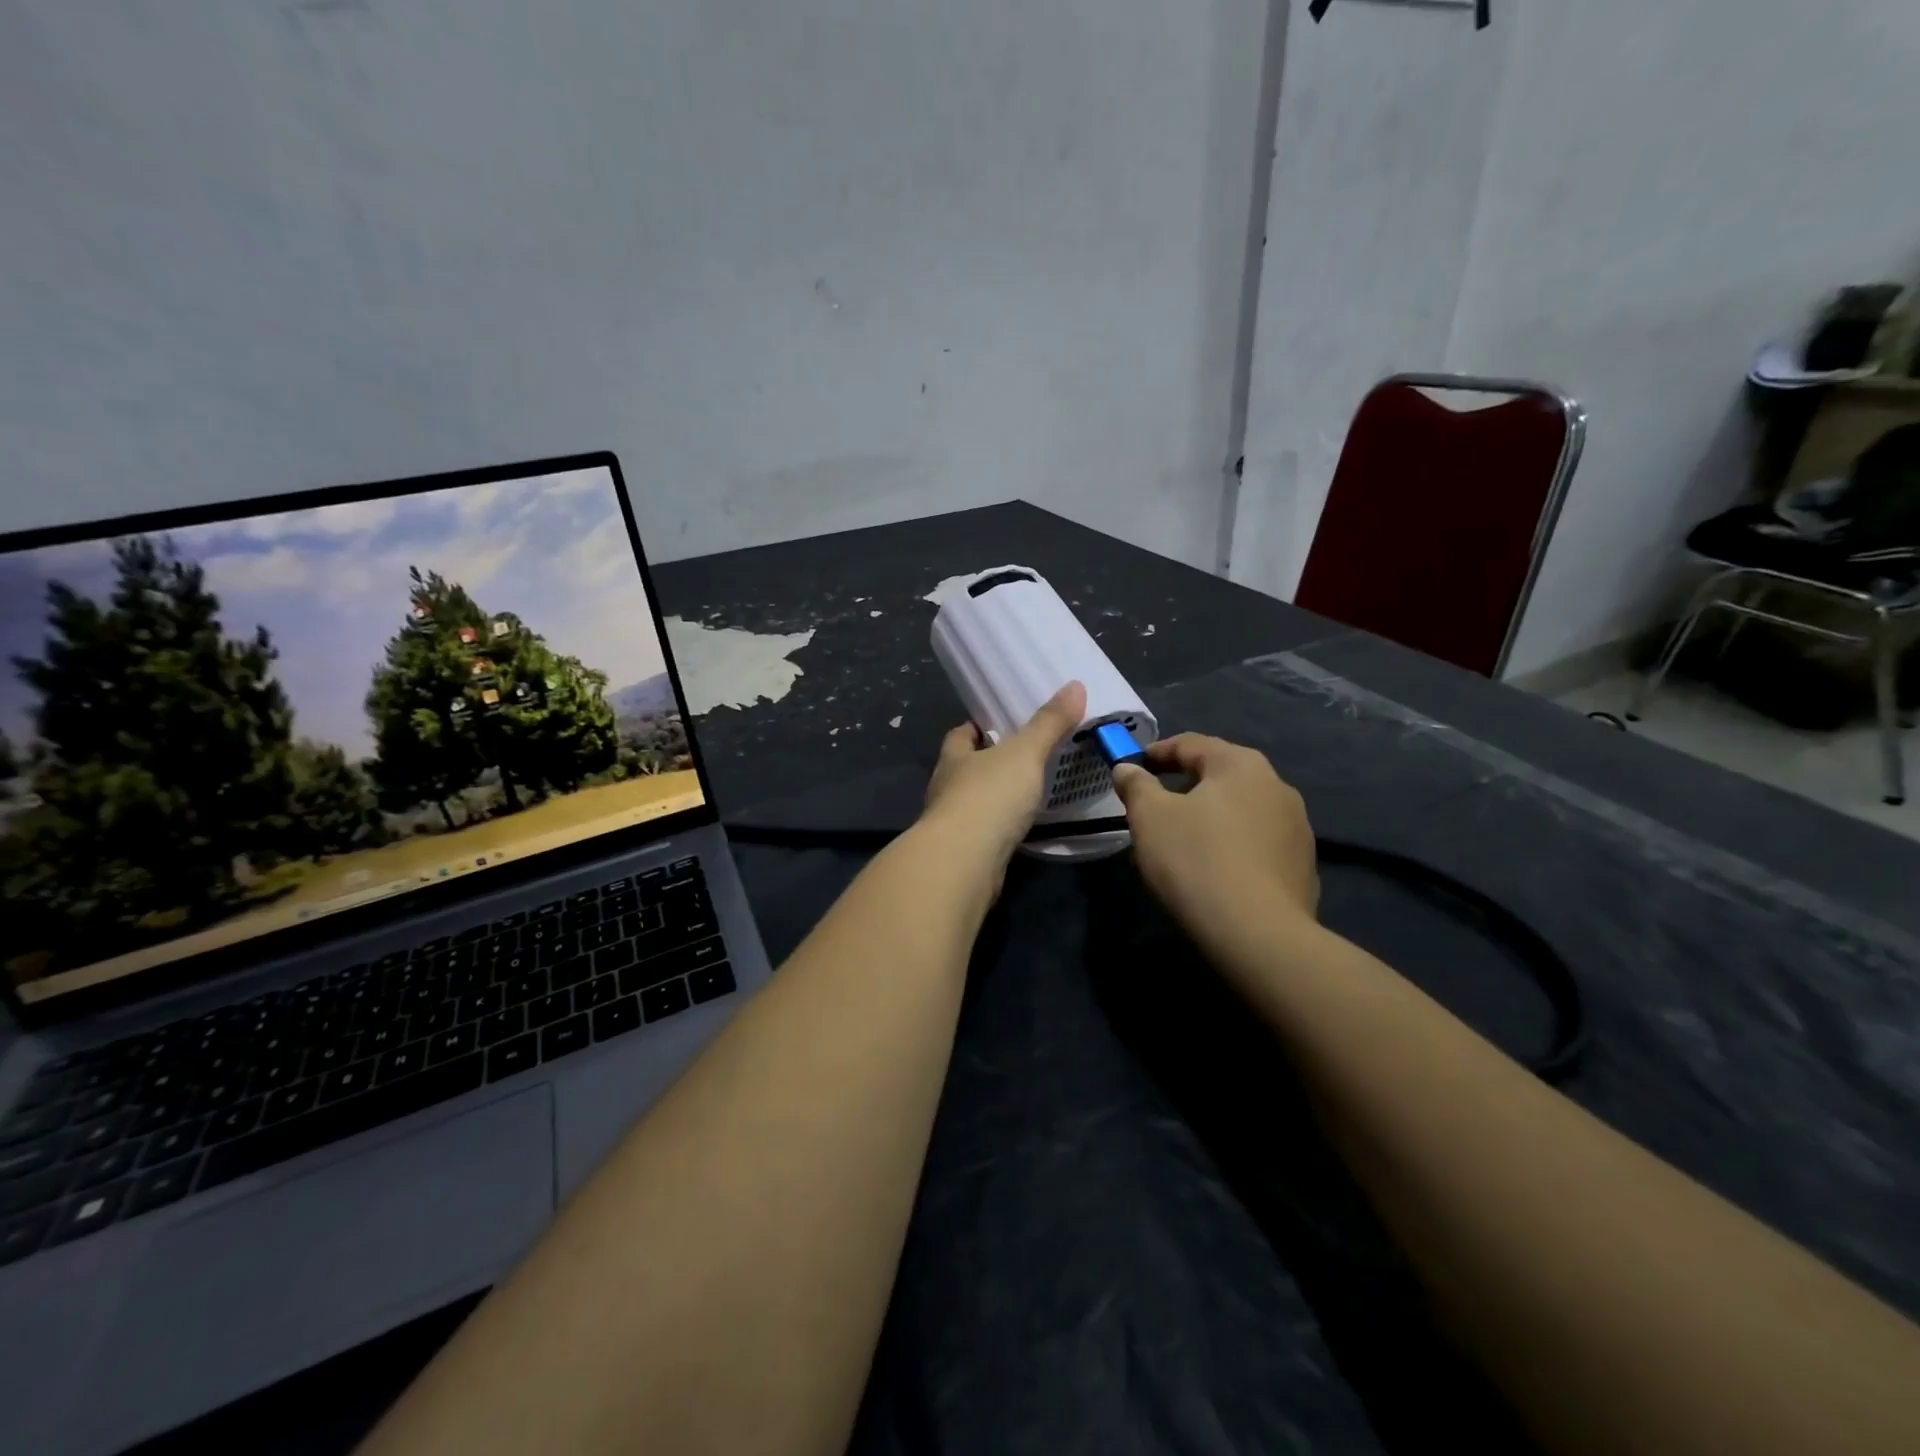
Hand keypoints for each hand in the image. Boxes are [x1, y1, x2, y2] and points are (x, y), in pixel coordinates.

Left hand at [920, 681, 1087, 870]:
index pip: (960, 734)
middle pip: (965, 767)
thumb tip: (1075, 685)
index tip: (1000, 726)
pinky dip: (999, 827)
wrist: (965, 861)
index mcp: (954, 757)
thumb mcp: (1025, 753)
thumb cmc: (989, 796)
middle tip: (1023, 757)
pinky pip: (983, 832)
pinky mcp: (963, 853)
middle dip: (988, 762)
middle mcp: (946, 787)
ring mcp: (951, 823)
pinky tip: (1020, 828)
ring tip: (1026, 792)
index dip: (977, 728)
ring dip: (994, 797)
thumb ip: (1049, 723)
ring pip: (973, 801)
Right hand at [1112, 734, 1318, 941]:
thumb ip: (1136, 785)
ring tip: (1183, 840)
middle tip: (1154, 804)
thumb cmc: (1195, 860)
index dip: (1157, 753)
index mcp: (1240, 765)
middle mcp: (1277, 786)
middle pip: (1220, 775)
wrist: (1257, 934)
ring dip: (1212, 816)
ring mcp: (1296, 827)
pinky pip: (1257, 842)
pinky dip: (1233, 845)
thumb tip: (1128, 769)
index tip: (1133, 768)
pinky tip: (1215, 869)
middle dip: (1185, 785)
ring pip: (1242, 809)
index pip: (1191, 744)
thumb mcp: (1149, 816)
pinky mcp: (1303, 865)